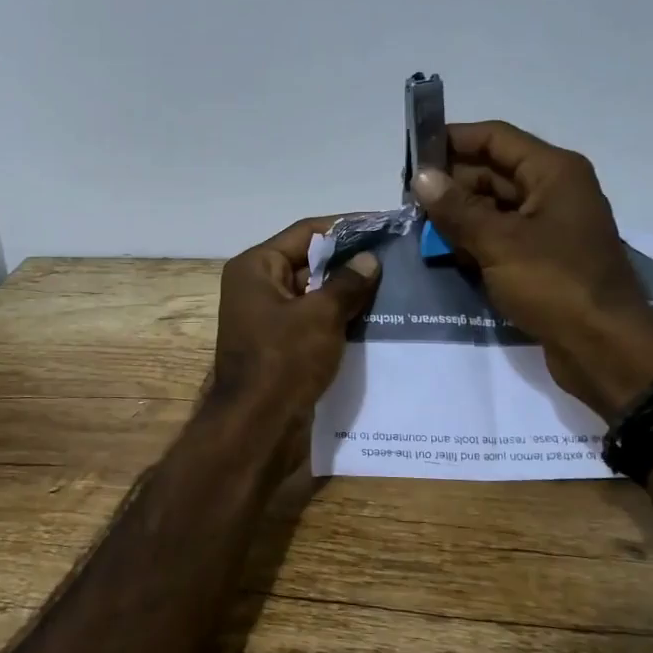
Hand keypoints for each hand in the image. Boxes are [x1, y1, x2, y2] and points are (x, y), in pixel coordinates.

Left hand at [212, 216, 381, 416]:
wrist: (257, 427)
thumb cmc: (283, 361)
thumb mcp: (320, 315)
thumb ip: (347, 283)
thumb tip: (370, 260)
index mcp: (256, 268)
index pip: (306, 232)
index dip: (346, 227)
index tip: (384, 225)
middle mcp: (257, 286)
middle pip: (309, 261)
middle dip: (350, 261)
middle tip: (396, 257)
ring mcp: (266, 318)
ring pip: (314, 293)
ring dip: (347, 291)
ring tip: (394, 285)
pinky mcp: (279, 345)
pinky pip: (313, 320)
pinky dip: (338, 317)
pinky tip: (374, 317)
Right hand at [411, 121, 652, 413]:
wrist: (606, 349)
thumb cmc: (556, 284)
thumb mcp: (499, 243)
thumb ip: (457, 208)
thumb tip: (422, 178)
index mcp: (553, 172)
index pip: (495, 138)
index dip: (453, 140)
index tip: (411, 153)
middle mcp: (554, 191)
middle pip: (493, 171)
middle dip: (451, 183)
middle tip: (407, 198)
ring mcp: (550, 227)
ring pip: (494, 207)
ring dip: (459, 215)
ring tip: (418, 226)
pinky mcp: (544, 259)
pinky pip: (502, 237)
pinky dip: (475, 240)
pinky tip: (445, 252)